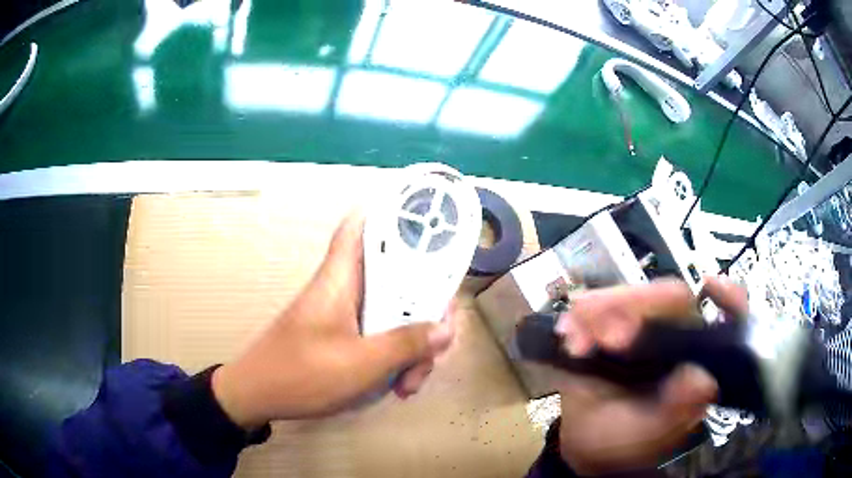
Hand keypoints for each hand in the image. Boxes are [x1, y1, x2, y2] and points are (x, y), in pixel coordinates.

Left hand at [211, 213, 455, 427]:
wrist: (258, 397)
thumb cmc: (302, 374)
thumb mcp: (361, 363)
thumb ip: (406, 344)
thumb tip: (446, 327)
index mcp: (342, 278)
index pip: (361, 226)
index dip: (391, 213)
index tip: (427, 222)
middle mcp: (346, 289)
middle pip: (397, 279)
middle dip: (423, 311)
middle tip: (435, 346)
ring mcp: (346, 315)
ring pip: (393, 313)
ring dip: (411, 345)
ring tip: (409, 383)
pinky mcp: (344, 336)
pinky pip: (381, 336)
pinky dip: (395, 357)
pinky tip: (396, 386)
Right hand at [553, 277, 747, 474]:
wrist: (583, 443)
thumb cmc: (619, 444)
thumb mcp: (647, 436)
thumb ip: (674, 413)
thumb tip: (702, 380)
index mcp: (696, 363)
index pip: (725, 320)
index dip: (728, 299)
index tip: (711, 287)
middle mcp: (677, 338)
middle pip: (669, 298)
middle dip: (634, 309)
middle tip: (605, 339)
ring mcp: (645, 328)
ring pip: (632, 296)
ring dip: (600, 312)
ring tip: (576, 344)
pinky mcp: (614, 324)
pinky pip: (599, 304)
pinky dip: (582, 316)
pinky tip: (568, 337)